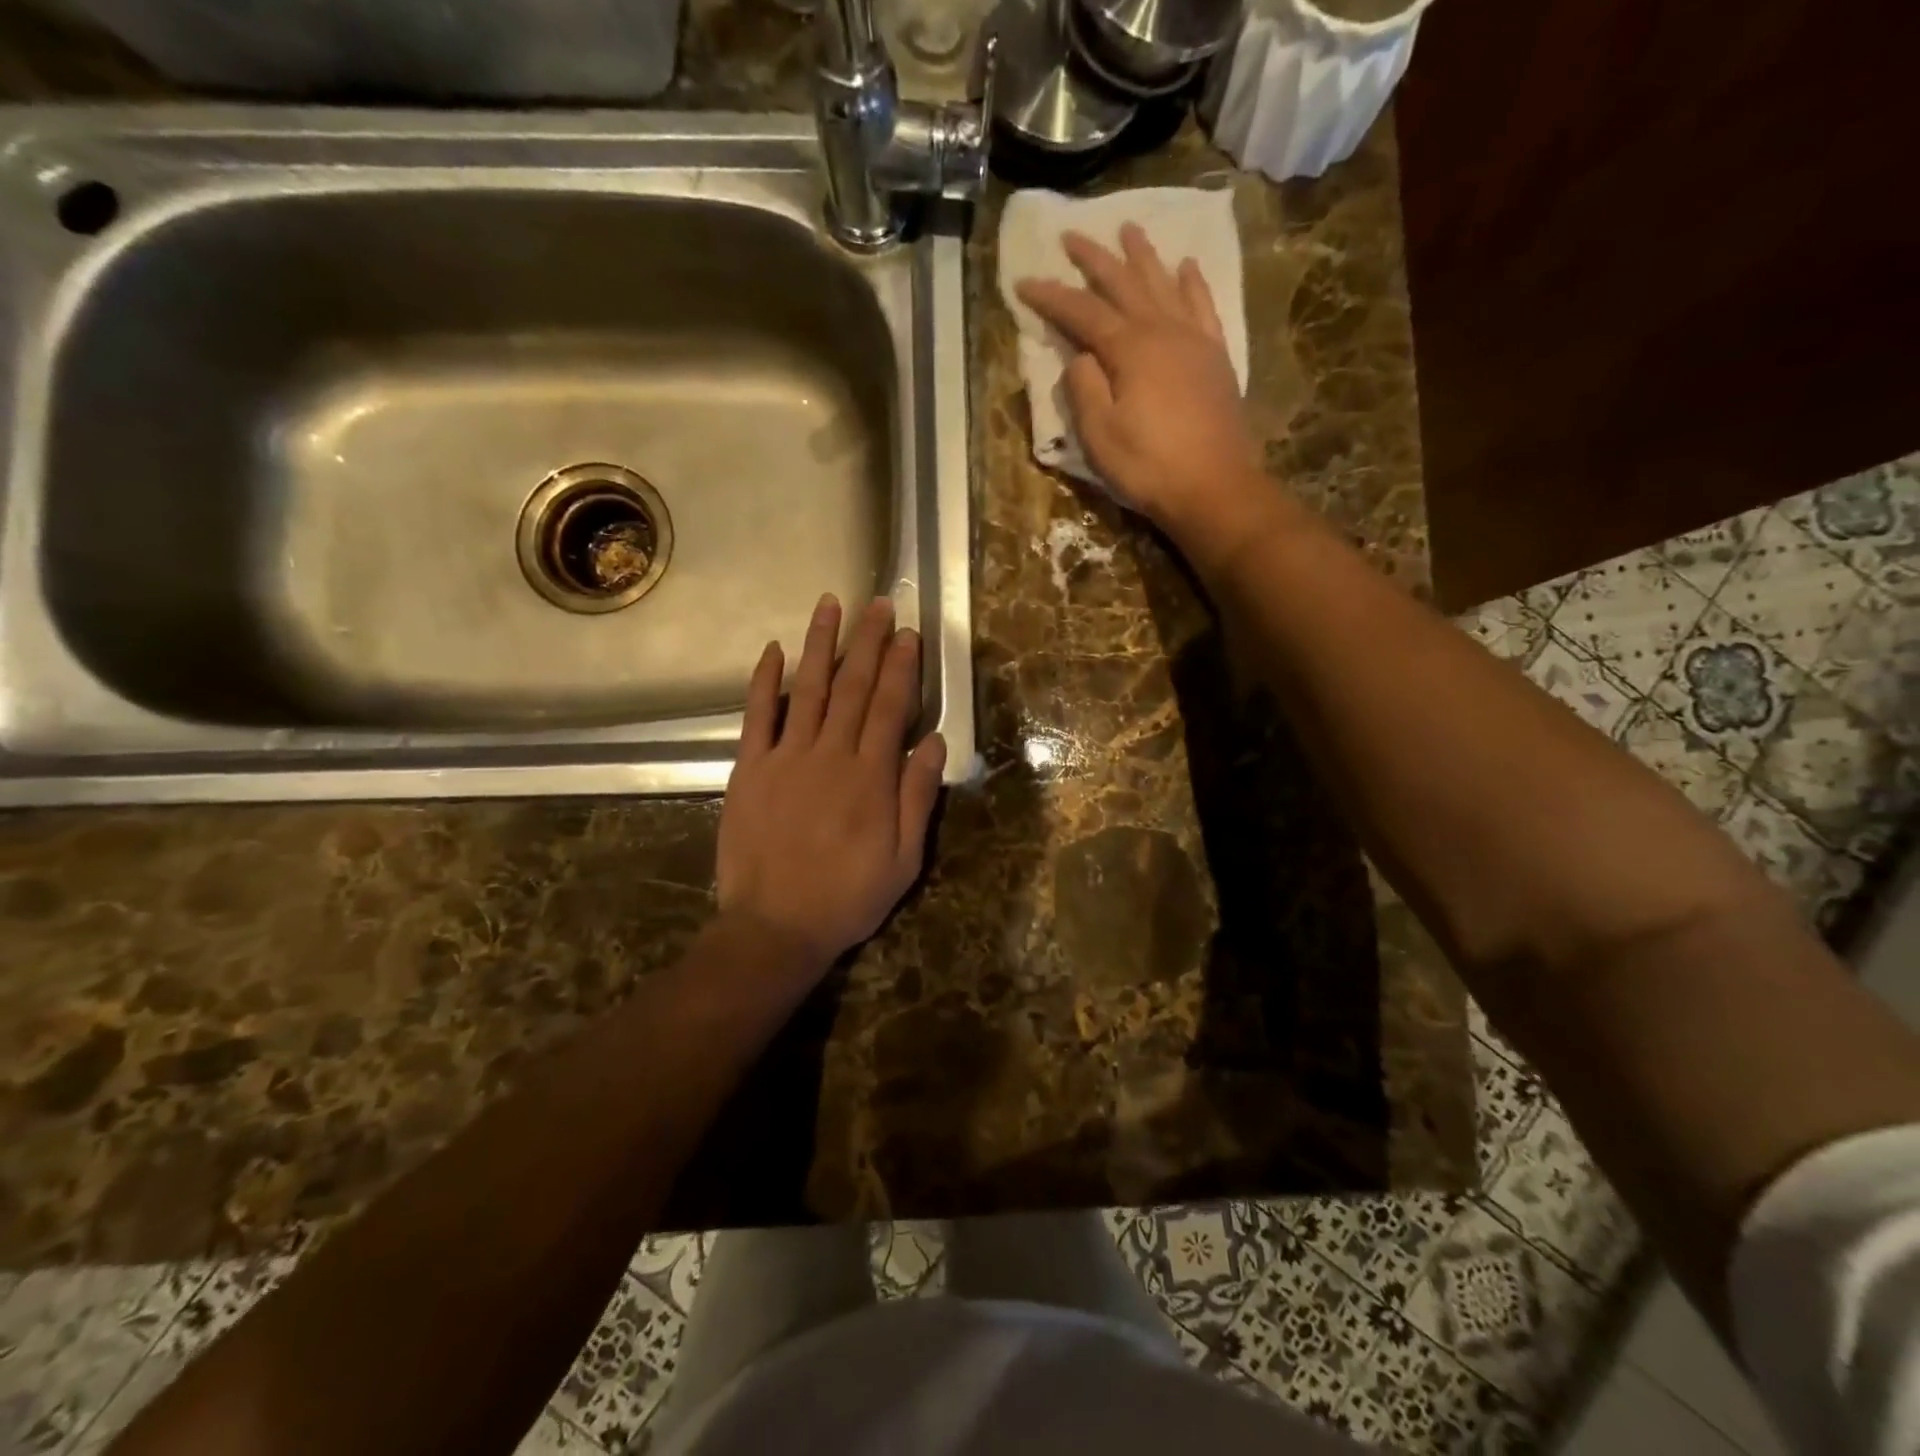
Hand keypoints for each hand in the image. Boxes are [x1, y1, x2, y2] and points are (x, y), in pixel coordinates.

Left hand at [717, 593, 946, 973]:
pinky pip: (757, 716)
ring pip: (809, 689)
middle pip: (854, 686)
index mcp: (871, 776)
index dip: (902, 667)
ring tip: (831, 604)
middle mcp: (831, 754)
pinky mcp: (750, 769)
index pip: (891, 707)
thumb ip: (918, 796)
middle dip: (869, 641)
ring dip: (821, 644)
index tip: (909, 633)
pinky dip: (764, 681)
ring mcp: (786, 757)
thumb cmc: (847, 896)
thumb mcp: (904, 859)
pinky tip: (772, 650)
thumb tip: (933, 741)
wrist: (775, 927)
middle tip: (880, 603)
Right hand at [1016, 224, 1264, 539]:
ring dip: (1143, 256)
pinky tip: (1186, 267)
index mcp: (1129, 349)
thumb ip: (1084, 389)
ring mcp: (1194, 340)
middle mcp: (1162, 331)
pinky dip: (1192, 283)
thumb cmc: (1148, 466)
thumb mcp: (1099, 436)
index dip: (1051, 296)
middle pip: (1124, 284)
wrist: (1213, 486)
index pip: (1082, 312)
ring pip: (1164, 284)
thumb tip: (1079, 357)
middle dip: (1095, 259)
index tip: (1024, 281)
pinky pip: (1203, 306)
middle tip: (1072, 235)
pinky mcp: (1215, 357)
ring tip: (1129, 229)